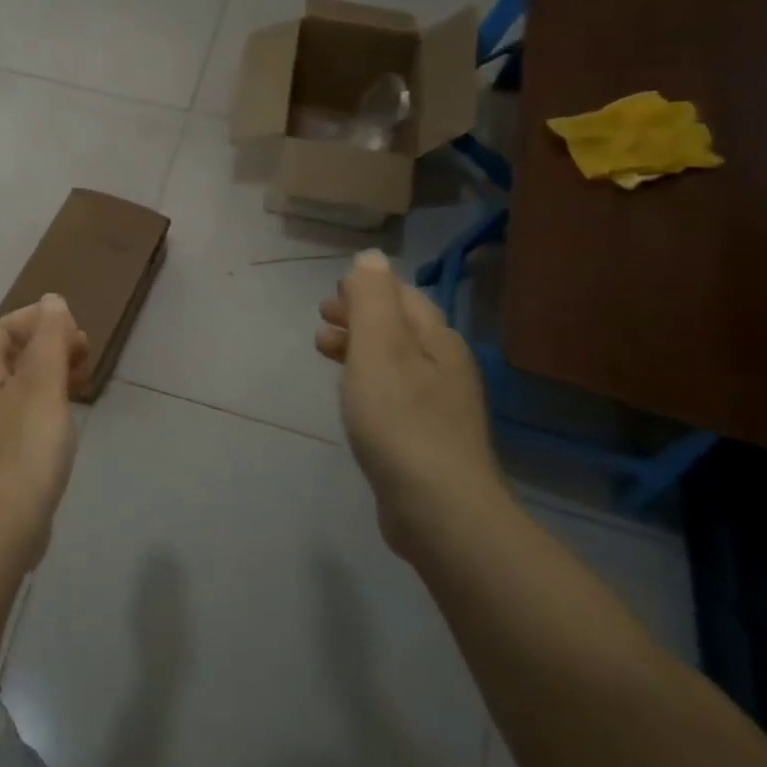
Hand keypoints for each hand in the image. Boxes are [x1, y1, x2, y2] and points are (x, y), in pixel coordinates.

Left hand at [0, 295, 88, 567]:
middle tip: (85, 352)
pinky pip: (25, 414)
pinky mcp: (2, 457)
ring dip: (52, 374)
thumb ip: (49, 338)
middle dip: (48, 346)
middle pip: (12, 357)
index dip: (35, 319)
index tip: (72, 326)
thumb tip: (51, 301)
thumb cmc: (25, 445)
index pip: (2, 329)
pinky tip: (68, 417)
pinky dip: (48, 404)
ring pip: (21, 387)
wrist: (2, 523)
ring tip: (84, 380)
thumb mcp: (43, 382)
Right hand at [316, 251, 505, 553]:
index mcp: (436, 340)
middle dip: (360, 316)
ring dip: (360, 347)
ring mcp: (440, 406)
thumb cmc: (400, 420)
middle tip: (321, 317)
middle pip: (400, 327)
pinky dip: (367, 379)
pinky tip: (352, 397)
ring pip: (395, 361)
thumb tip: (370, 257)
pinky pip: (394, 393)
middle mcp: (445, 366)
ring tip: (323, 350)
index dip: (368, 288)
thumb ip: (373, 299)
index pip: (403, 297)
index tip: (332, 292)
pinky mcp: (427, 439)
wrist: (438, 509)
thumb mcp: (380, 349)